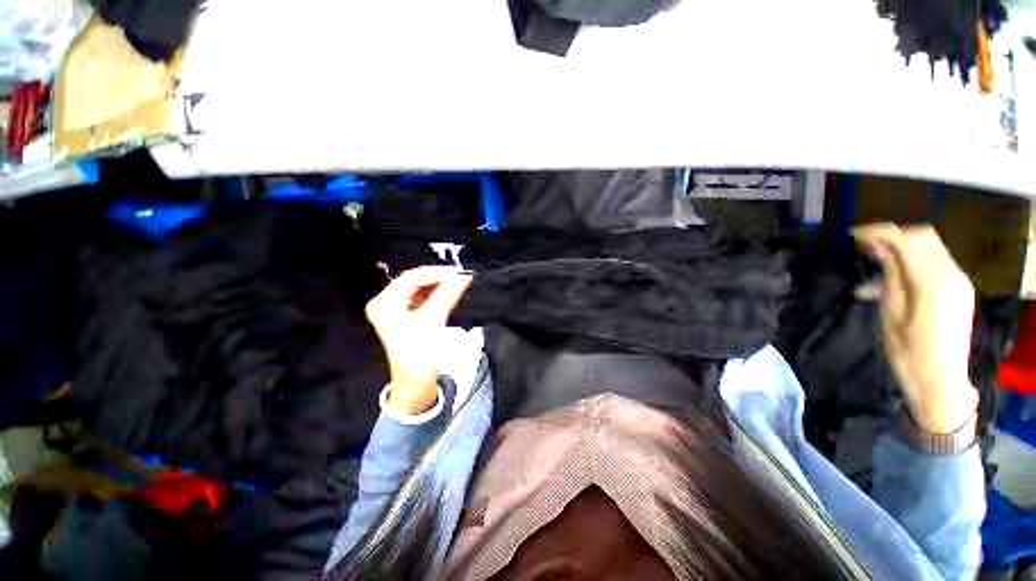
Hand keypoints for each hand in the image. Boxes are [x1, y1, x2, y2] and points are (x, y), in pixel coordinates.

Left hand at [365, 266, 473, 414]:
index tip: (457, 272)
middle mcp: (385, 303)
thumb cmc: (420, 352)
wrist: (416, 380)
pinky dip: (435, 293)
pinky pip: (421, 297)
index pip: (410, 278)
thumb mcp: (434, 319)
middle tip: (459, 276)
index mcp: (384, 304)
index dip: (435, 273)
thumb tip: (465, 274)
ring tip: (457, 281)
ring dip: (438, 284)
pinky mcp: (405, 314)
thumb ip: (449, 293)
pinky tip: (449, 290)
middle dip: (437, 278)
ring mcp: (394, 309)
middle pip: (413, 281)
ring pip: (419, 288)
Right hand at [853, 224, 977, 433]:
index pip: (906, 241)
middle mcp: (951, 276)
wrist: (941, 381)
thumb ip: (890, 276)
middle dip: (893, 234)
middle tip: (864, 244)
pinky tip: (896, 273)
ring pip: (932, 245)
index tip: (854, 235)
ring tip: (876, 257)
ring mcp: (960, 281)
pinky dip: (915, 257)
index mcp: (931, 285)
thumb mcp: (891, 314)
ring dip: (903, 245)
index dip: (879, 233)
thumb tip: (878, 248)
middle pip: (924, 236)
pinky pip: (938, 260)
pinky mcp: (961, 288)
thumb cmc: (908, 353)